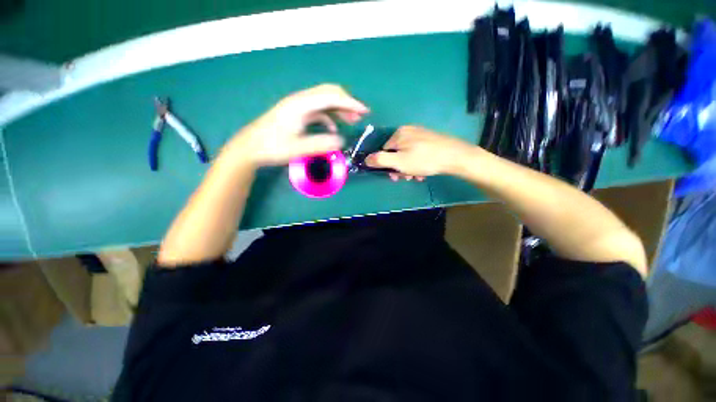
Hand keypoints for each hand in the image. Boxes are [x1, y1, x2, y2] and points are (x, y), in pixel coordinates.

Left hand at [225, 84, 368, 166]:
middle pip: (328, 93)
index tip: (364, 112)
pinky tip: (333, 129)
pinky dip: (330, 117)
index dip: (350, 103)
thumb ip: (320, 144)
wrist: (250, 147)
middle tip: (361, 115)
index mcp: (301, 105)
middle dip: (347, 102)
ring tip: (352, 121)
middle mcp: (300, 101)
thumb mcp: (297, 148)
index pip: (330, 97)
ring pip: (324, 101)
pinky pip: (318, 111)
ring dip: (340, 109)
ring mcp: (299, 107)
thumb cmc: (272, 147)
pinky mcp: (297, 114)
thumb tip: (341, 141)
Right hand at [365, 126, 476, 180]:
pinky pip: (417, 153)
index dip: (388, 166)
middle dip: (400, 168)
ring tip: (418, 176)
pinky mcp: (430, 139)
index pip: (384, 151)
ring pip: (407, 155)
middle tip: (408, 177)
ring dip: (409, 168)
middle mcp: (408, 131)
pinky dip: (418, 163)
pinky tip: (424, 170)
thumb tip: (365, 159)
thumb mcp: (398, 162)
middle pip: (396, 153)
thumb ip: (380, 160)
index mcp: (398, 134)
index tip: (395, 176)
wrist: (455, 156)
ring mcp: (420, 134)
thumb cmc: (424, 160)